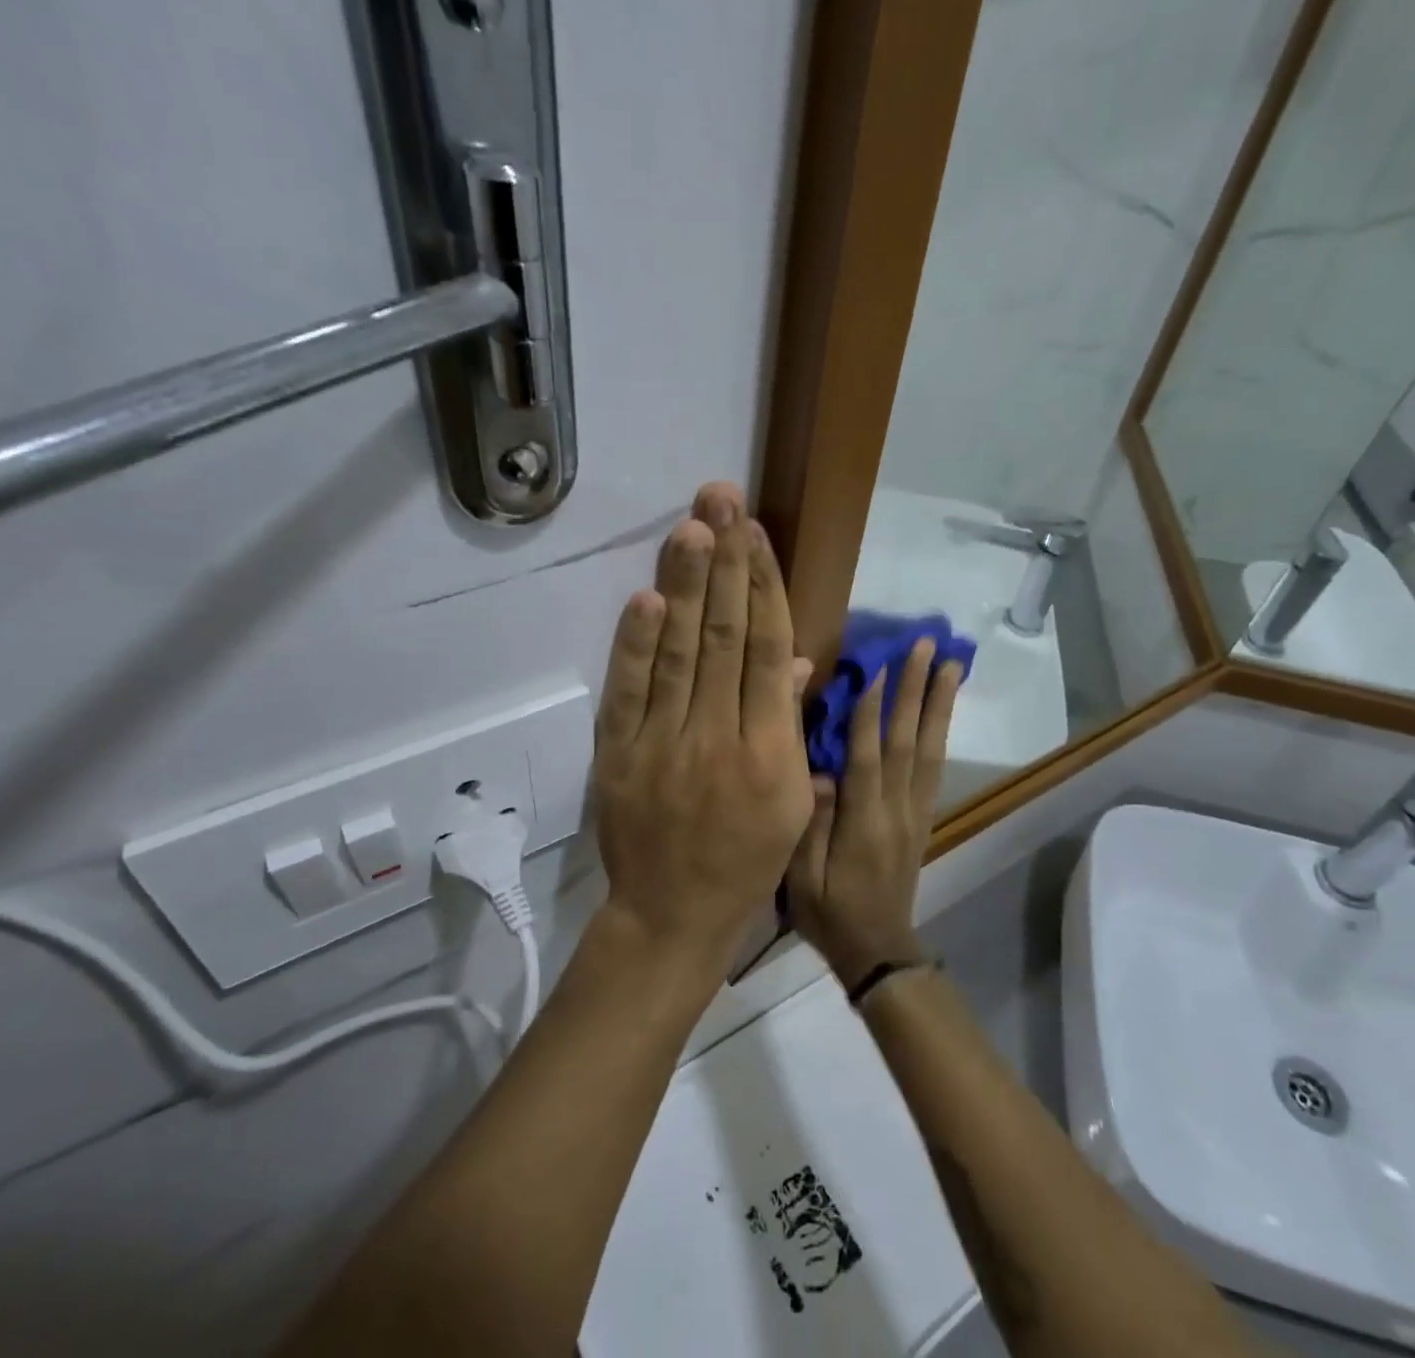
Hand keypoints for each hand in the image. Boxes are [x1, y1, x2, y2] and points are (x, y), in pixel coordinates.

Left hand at [591, 483, 816, 975]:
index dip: (764, 586)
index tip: (756, 534)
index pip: (769, 649)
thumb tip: (796, 659)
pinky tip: (648, 597)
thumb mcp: (792, 801)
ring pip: (680, 652)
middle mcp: (720, 737)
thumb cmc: (747, 860)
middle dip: (726, 563)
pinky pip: (629, 692)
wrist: (673, 915)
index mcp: (771, 749)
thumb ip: (791, 726)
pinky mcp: (618, 756)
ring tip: (693, 527)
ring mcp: (664, 744)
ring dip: (686, 585)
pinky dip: (637, 644)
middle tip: (721, 499)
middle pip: (726, 636)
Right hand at [785, 638, 962, 987]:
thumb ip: (810, 823)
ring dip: (939, 703)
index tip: (877, 665)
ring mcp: (915, 811)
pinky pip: (935, 767)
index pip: (868, 757)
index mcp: (863, 823)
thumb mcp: (801, 878)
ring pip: (929, 749)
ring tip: (950, 664)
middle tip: (927, 646)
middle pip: (907, 741)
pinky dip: (940, 731)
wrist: (878, 950)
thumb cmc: (830, 913)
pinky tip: (943, 708)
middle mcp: (897, 809)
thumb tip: (819, 770)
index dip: (872, 711)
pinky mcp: (923, 817)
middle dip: (916, 690)